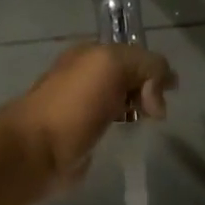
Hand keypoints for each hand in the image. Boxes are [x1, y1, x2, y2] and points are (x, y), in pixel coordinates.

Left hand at [1, 43, 174, 188]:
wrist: (38, 150)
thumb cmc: (74, 104)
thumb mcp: (113, 65)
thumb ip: (146, 65)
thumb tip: (163, 88)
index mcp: (89, 55)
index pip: (133, 54)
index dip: (154, 69)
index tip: (166, 91)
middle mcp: (86, 77)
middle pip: (131, 78)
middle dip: (149, 91)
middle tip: (154, 112)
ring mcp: (84, 108)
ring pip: (124, 103)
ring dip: (140, 111)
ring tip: (146, 125)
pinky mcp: (85, 136)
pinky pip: (114, 127)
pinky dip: (127, 130)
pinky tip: (130, 137)